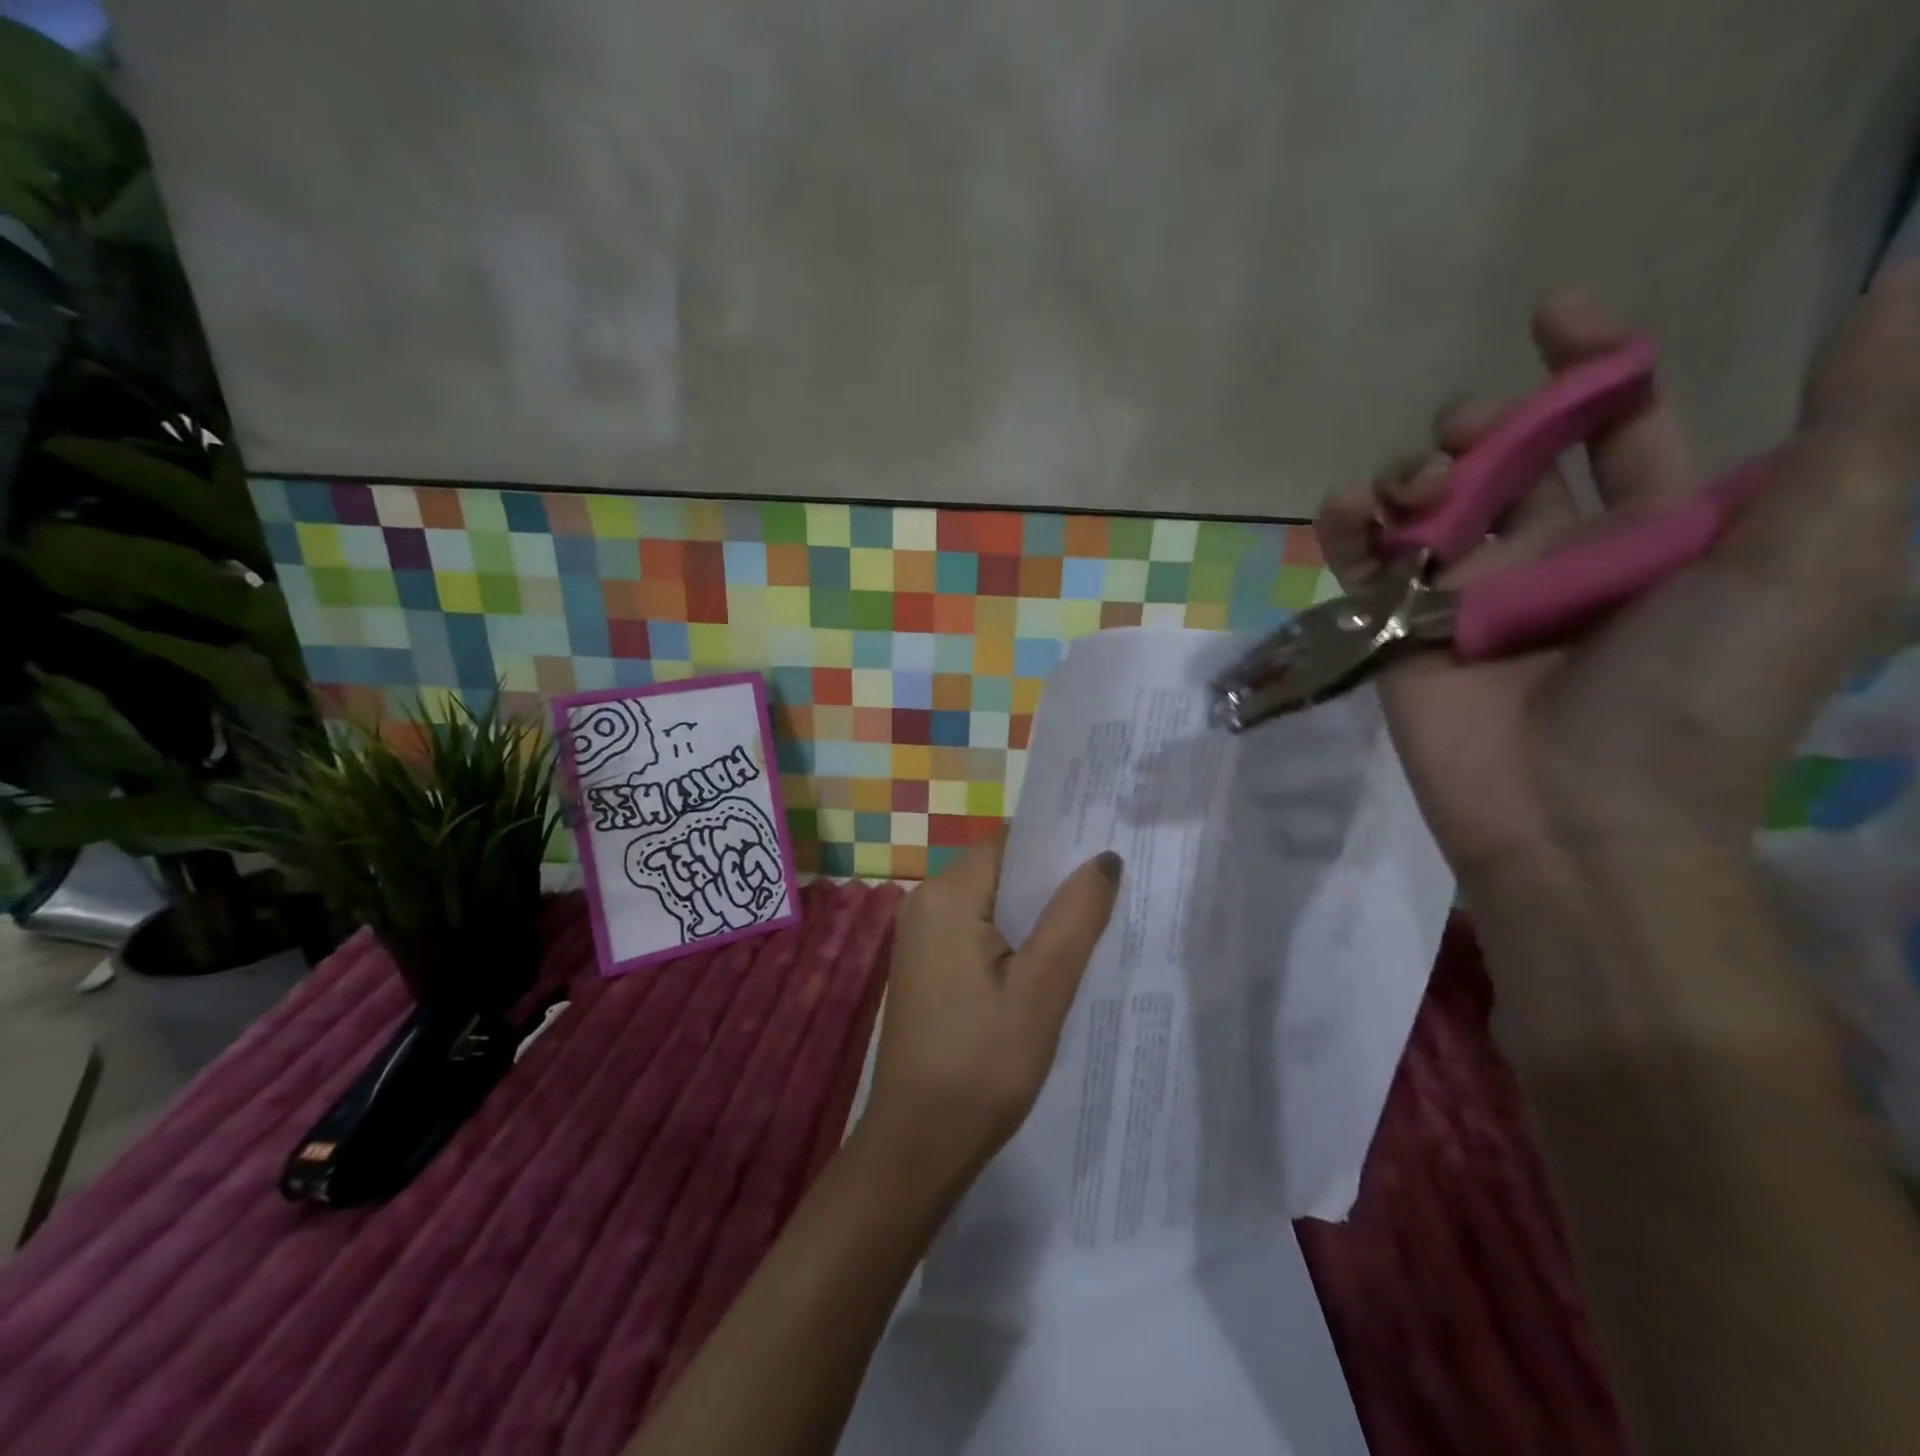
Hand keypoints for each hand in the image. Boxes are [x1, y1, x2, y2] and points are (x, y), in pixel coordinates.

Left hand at [861, 834, 1121, 1192]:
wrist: (918, 1144)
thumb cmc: (983, 1065)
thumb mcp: (1042, 989)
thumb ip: (1075, 916)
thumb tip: (1103, 857)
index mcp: (947, 896)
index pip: (1011, 843)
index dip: (1058, 845)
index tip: (1107, 855)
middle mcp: (924, 903)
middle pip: (1000, 870)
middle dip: (1051, 881)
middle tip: (1112, 894)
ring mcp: (920, 936)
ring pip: (990, 902)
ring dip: (1035, 913)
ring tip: (1092, 925)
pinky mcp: (925, 965)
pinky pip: (975, 930)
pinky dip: (1012, 937)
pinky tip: (1048, 962)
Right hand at [1317, 267, 1919, 887]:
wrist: (1576, 816)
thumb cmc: (1696, 693)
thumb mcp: (1811, 555)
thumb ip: (1858, 425)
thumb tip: (1906, 277)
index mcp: (1651, 534)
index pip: (1618, 427)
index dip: (1594, 364)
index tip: (1554, 315)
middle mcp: (1553, 557)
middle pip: (1507, 458)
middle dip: (1486, 422)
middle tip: (1471, 432)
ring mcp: (1465, 597)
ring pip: (1425, 504)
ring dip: (1412, 470)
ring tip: (1417, 489)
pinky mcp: (1396, 631)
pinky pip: (1362, 562)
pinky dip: (1346, 525)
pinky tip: (1346, 509)